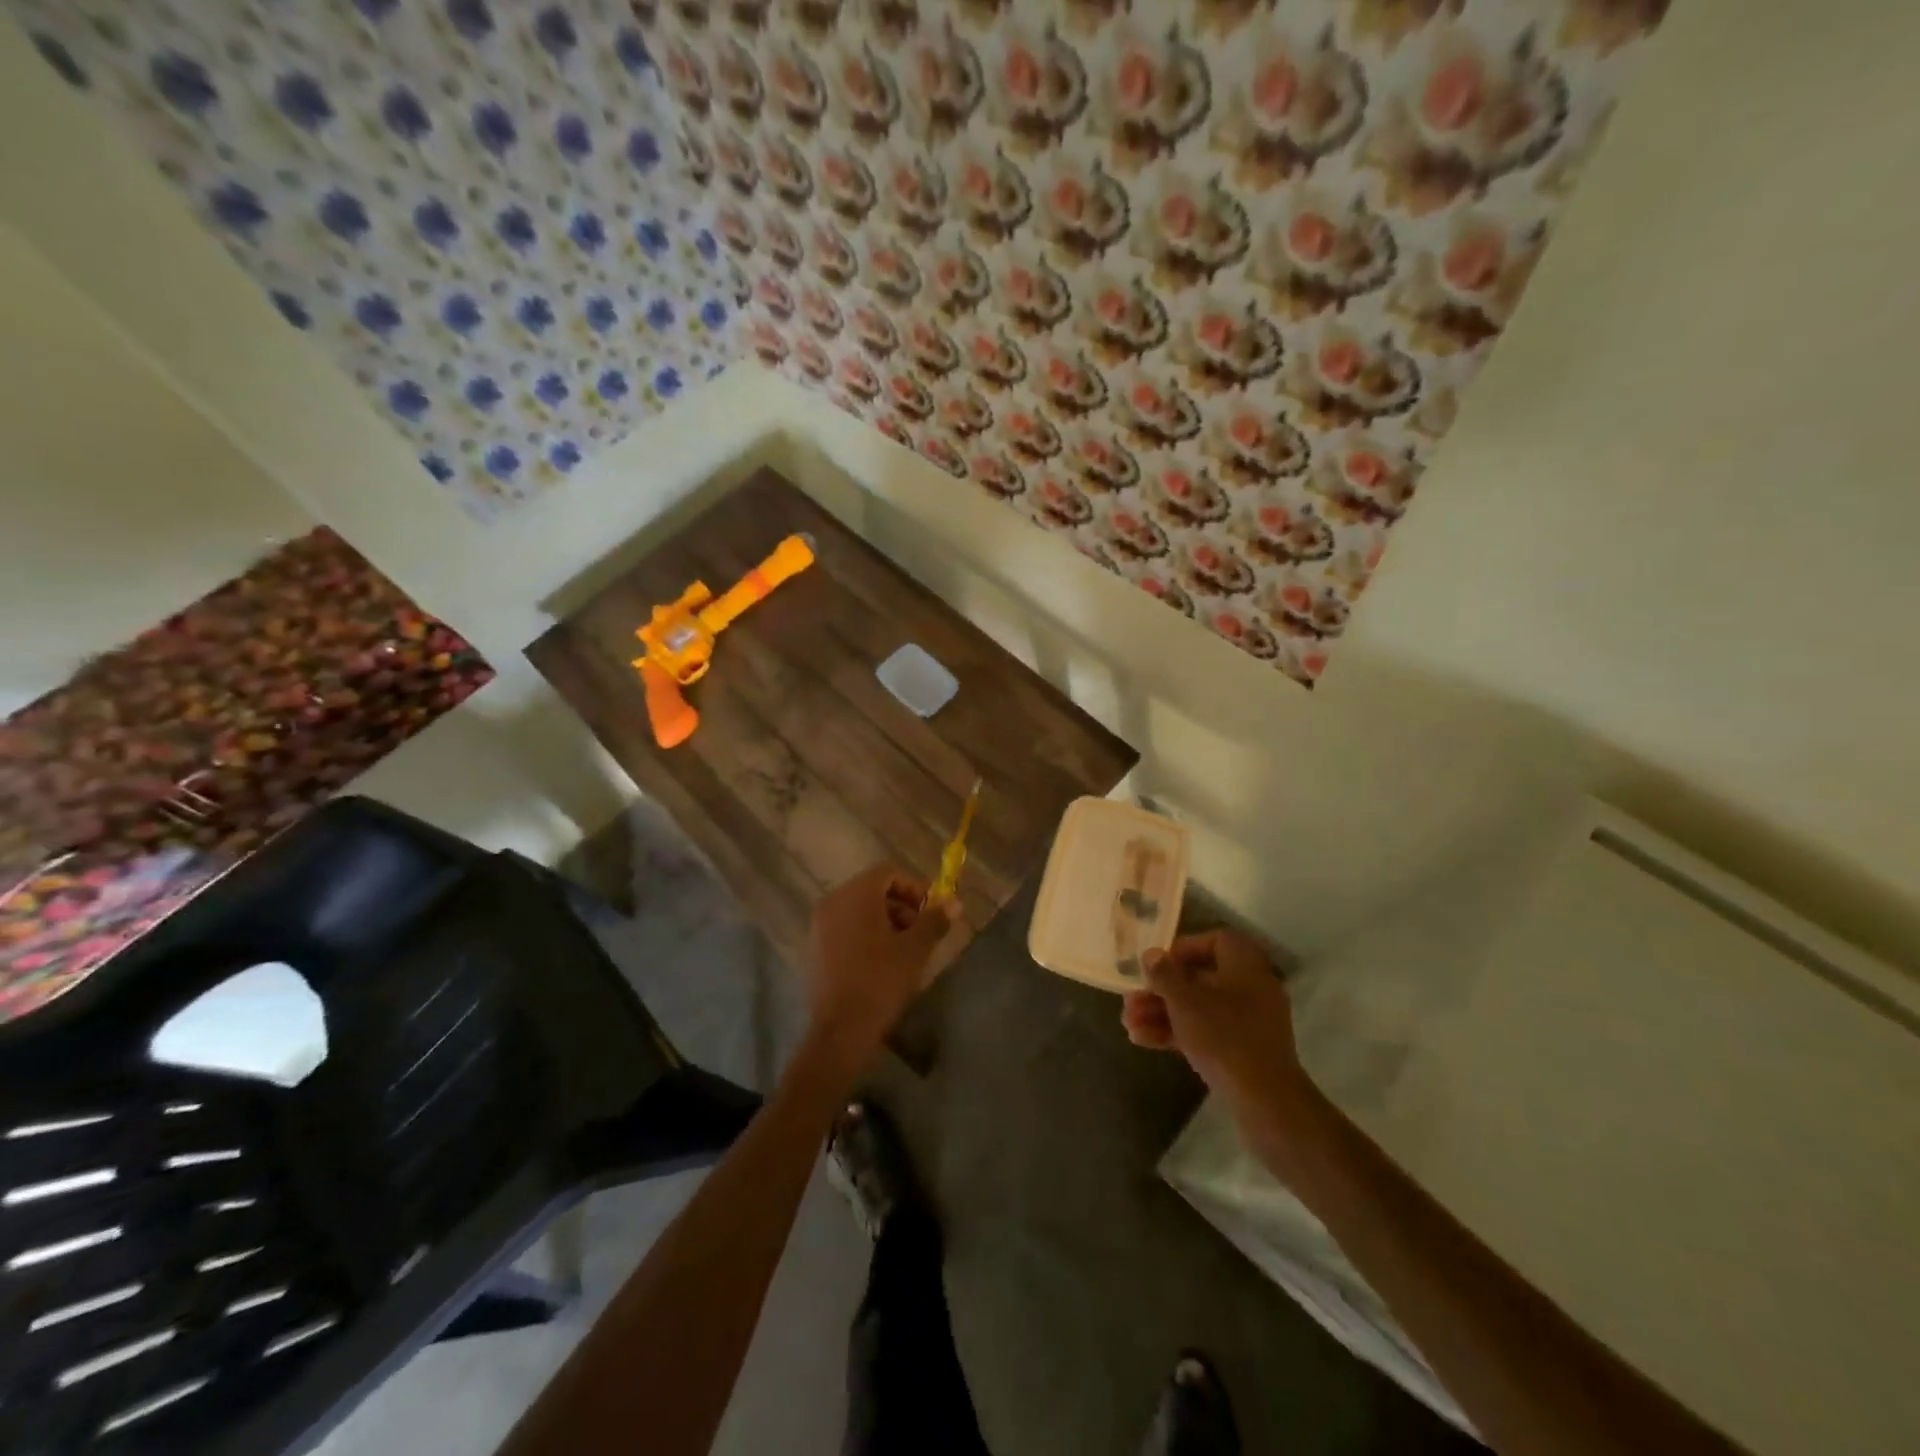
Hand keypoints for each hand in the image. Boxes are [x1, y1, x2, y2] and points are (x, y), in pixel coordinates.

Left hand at [808, 863, 961, 1061]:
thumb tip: (954, 903)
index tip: (931, 910)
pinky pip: (845, 927)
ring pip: (859, 909)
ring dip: (885, 920)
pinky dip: (866, 933)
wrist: (842, 1030)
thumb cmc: (881, 981)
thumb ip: (934, 920)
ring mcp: (820, 925)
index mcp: (856, 894)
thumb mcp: (915, 949)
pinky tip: (882, 961)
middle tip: (922, 930)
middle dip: (901, 905)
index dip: (914, 887)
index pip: (888, 872)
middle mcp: (833, 901)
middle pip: (872, 889)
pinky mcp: (815, 947)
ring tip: (905, 948)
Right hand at [1121, 929, 1307, 1107]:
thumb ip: (1164, 974)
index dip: (1183, 949)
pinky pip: (1206, 1032)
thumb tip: (1152, 954)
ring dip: (1162, 1013)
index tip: (1158, 964)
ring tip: (1128, 1023)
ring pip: (1199, 1009)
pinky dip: (1177, 1033)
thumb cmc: (1224, 1036)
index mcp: (1245, 966)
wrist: (1264, 1100)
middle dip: (1161, 990)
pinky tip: (1142, 1040)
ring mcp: (1248, 1023)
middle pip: (1200, 979)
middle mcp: (1251, 989)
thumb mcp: (1185, 1001)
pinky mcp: (1243, 1052)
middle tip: (1131, 999)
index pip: (1216, 941)